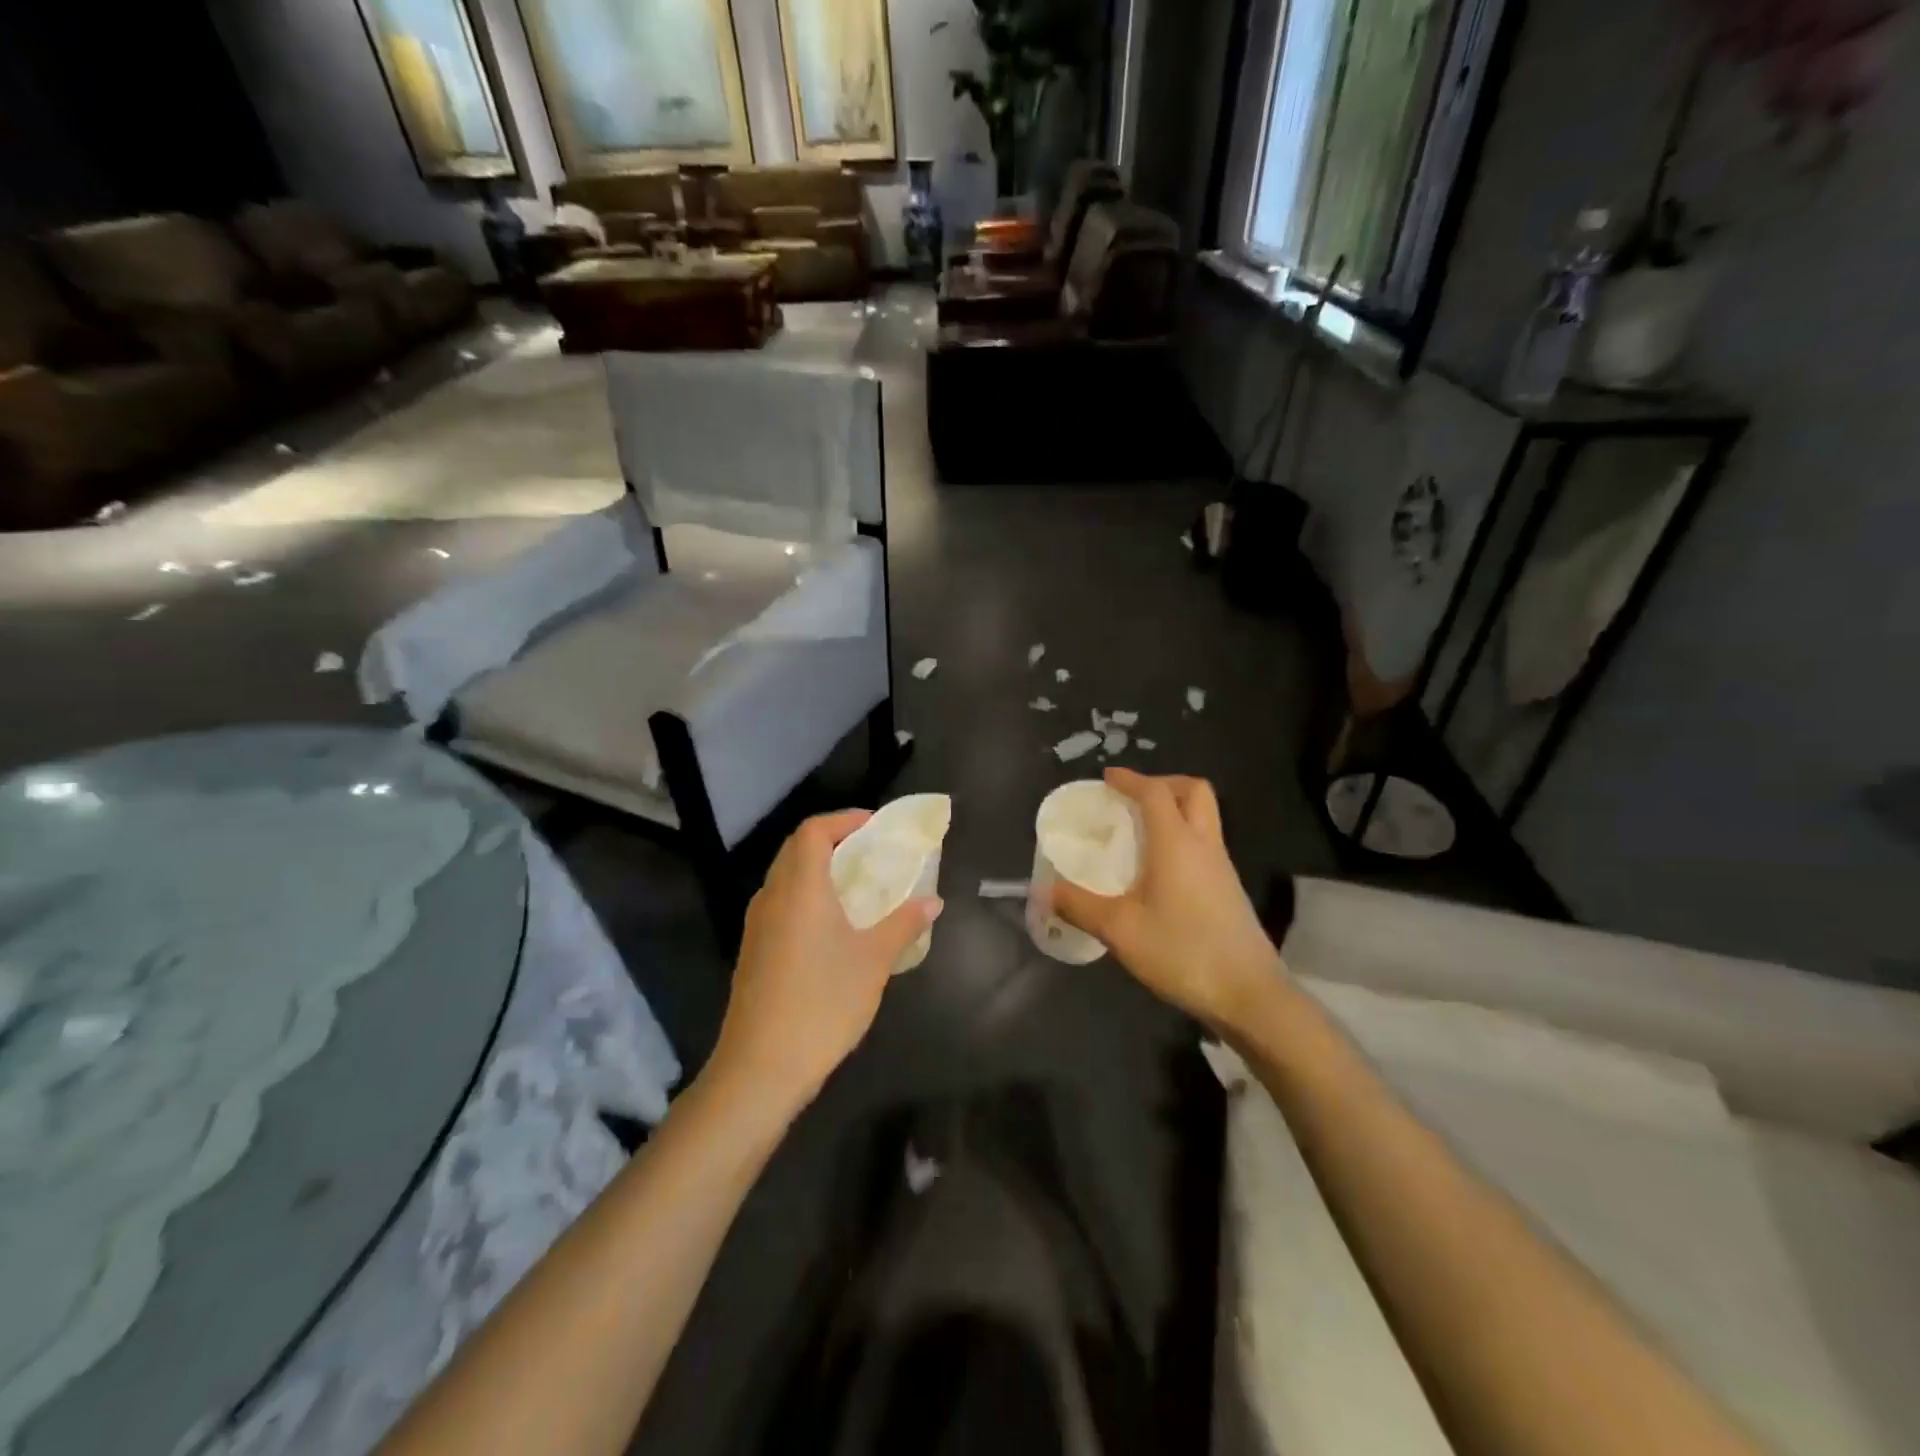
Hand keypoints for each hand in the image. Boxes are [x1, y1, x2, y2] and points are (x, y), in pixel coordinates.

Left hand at [710, 810, 941, 1112]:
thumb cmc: (823, 1002)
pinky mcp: (753, 952)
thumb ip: (904, 924)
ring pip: (785, 877)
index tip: (874, 826)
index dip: (844, 819)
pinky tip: (831, 926)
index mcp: (799, 887)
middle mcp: (772, 896)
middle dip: (832, 840)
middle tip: (869, 851)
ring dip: (818, 869)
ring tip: (855, 885)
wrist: (760, 1067)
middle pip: (796, 849)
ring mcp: (757, 925)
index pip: (813, 830)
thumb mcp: (873, 961)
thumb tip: (932, 902)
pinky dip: (806, 896)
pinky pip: (780, 904)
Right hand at [1051, 769, 1282, 1032]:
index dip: (1130, 779)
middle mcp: (1204, 845)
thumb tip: (1044, 890)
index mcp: (1177, 843)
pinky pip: (1206, 842)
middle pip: (1193, 791)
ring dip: (1175, 809)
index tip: (1107, 778)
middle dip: (1163, 783)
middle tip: (1133, 798)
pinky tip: (1160, 869)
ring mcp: (1222, 867)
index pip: (1155, 792)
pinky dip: (1183, 836)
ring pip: (1204, 816)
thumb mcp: (1120, 930)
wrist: (1249, 995)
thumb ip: (1079, 906)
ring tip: (1141, 831)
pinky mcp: (1229, 889)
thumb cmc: (1183, 952)